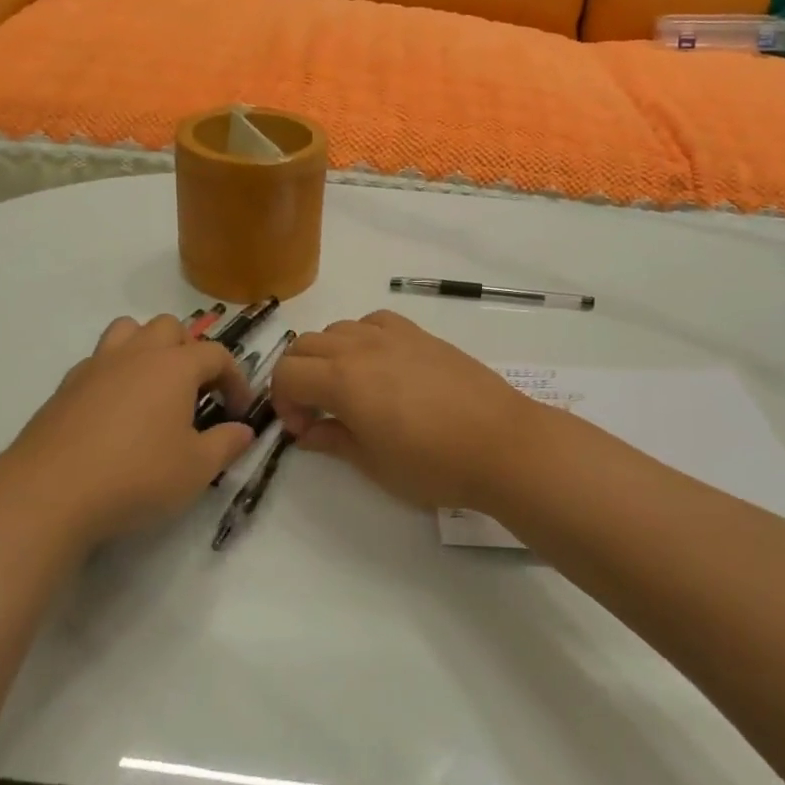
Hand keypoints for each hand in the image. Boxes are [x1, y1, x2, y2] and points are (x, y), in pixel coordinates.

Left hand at [0, 315, 253, 547]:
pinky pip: (98, 361)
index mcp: (174, 367)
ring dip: (147, 347)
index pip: (216, 355)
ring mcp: (96, 366)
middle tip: (195, 391)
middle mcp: (136, 354)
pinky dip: (115, 372)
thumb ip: (226, 445)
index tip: (238, 410)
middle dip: (189, 351)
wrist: (48, 494)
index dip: (235, 378)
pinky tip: (115, 411)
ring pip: (128, 331)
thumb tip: (244, 430)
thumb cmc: (136, 476)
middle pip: (169, 328)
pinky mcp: (65, 387)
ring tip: (154, 386)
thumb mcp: (196, 469)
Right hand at [269, 310, 548, 509]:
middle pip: (304, 346)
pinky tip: (378, 365)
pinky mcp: (420, 333)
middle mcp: (360, 347)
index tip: (304, 431)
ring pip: (337, 329)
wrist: (501, 443)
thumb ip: (333, 440)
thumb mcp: (374, 464)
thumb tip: (308, 432)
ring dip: (326, 356)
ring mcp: (393, 335)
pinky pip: (373, 321)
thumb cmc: (434, 463)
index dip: (283, 403)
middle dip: (298, 377)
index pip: (286, 374)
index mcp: (342, 380)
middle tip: (316, 414)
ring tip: (348, 390)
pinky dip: (360, 338)